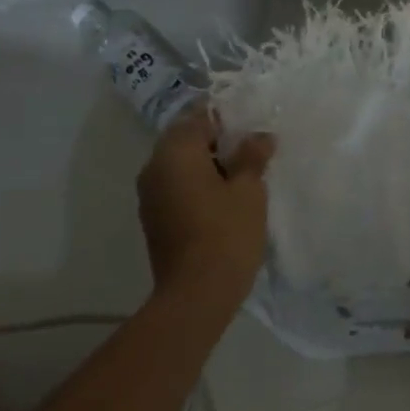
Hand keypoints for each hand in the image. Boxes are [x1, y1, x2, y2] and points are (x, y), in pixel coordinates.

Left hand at [135, 107, 275, 320]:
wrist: (196, 293)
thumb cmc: (226, 233)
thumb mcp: (249, 190)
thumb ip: (252, 157)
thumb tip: (259, 136)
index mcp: (174, 152)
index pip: (198, 117)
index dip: (226, 117)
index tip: (251, 126)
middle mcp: (154, 167)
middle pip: (185, 139)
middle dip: (216, 141)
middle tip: (250, 151)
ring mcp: (149, 195)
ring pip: (179, 165)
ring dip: (206, 164)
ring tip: (241, 176)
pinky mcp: (154, 218)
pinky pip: (176, 187)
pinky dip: (197, 185)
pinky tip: (223, 199)